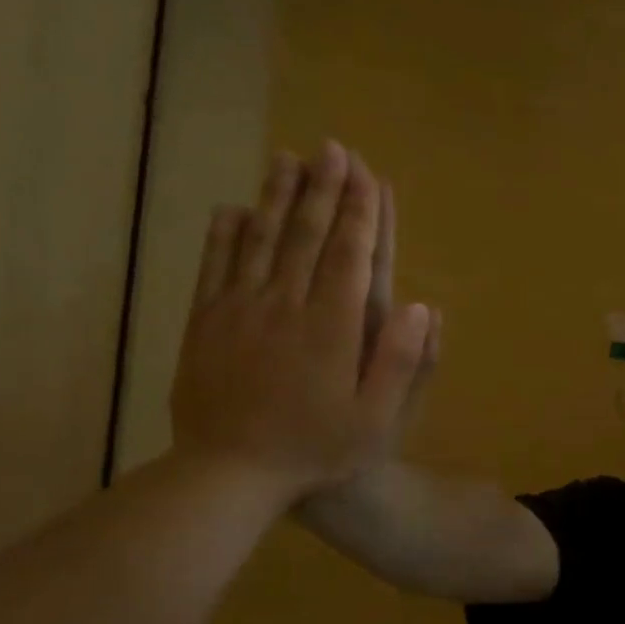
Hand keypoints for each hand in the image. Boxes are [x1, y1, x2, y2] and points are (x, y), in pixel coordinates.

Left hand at [169, 142, 434, 503]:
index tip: (365, 173)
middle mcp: (284, 306)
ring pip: (260, 241)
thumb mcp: (374, 420)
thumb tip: (419, 306)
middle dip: (321, 189)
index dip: (359, 212)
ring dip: (275, 196)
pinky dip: (224, 234)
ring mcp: (239, 311)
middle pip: (305, 236)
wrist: (227, 474)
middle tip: (330, 149)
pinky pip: (215, 267)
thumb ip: (399, 362)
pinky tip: (232, 209)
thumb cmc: (314, 449)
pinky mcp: (205, 324)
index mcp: (330, 327)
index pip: (349, 255)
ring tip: (286, 159)